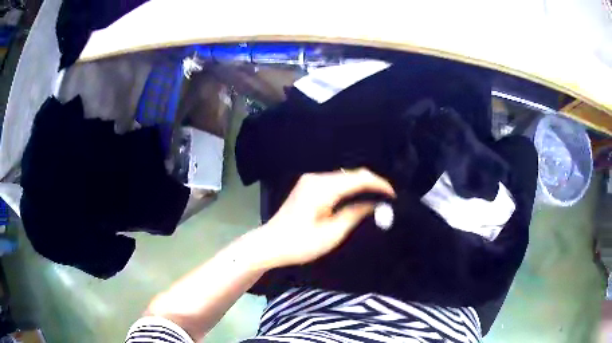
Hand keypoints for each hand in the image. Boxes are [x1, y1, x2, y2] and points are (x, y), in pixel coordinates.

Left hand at [253, 168, 394, 268]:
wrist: (270, 244)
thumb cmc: (299, 244)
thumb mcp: (332, 233)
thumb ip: (355, 214)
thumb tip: (375, 204)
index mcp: (322, 188)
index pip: (358, 178)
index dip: (379, 184)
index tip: (393, 195)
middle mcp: (316, 178)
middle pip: (352, 174)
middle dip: (372, 184)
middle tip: (387, 199)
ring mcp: (310, 180)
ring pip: (344, 177)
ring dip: (361, 185)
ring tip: (377, 199)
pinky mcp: (308, 186)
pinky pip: (335, 181)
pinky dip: (350, 188)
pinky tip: (358, 197)